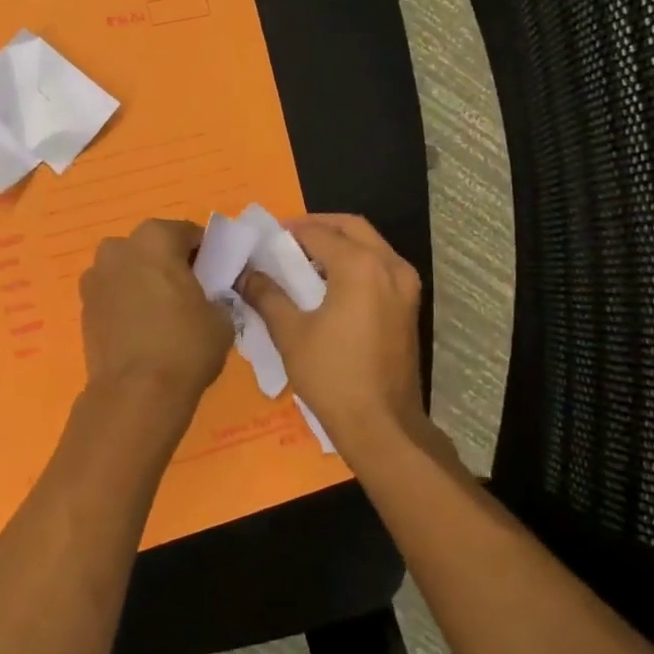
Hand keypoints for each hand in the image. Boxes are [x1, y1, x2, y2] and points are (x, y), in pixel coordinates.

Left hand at [78, 218, 233, 443]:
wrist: (136, 393)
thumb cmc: (185, 346)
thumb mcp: (222, 316)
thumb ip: (218, 293)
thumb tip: (211, 295)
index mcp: (155, 238)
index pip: (188, 233)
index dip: (206, 253)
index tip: (216, 276)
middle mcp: (119, 247)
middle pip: (153, 247)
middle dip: (170, 263)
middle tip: (190, 293)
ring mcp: (95, 276)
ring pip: (129, 269)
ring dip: (144, 281)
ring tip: (163, 314)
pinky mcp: (84, 305)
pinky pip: (113, 293)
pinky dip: (126, 302)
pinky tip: (142, 329)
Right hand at [239, 214, 446, 466]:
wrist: (382, 426)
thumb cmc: (332, 376)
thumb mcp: (290, 333)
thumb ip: (266, 295)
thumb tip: (245, 274)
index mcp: (360, 266)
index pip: (318, 232)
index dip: (288, 231)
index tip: (263, 239)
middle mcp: (389, 266)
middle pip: (351, 227)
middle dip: (317, 227)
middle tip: (286, 241)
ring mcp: (406, 286)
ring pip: (370, 244)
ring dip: (338, 244)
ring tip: (303, 261)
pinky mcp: (409, 306)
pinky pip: (380, 266)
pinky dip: (355, 263)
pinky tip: (329, 285)